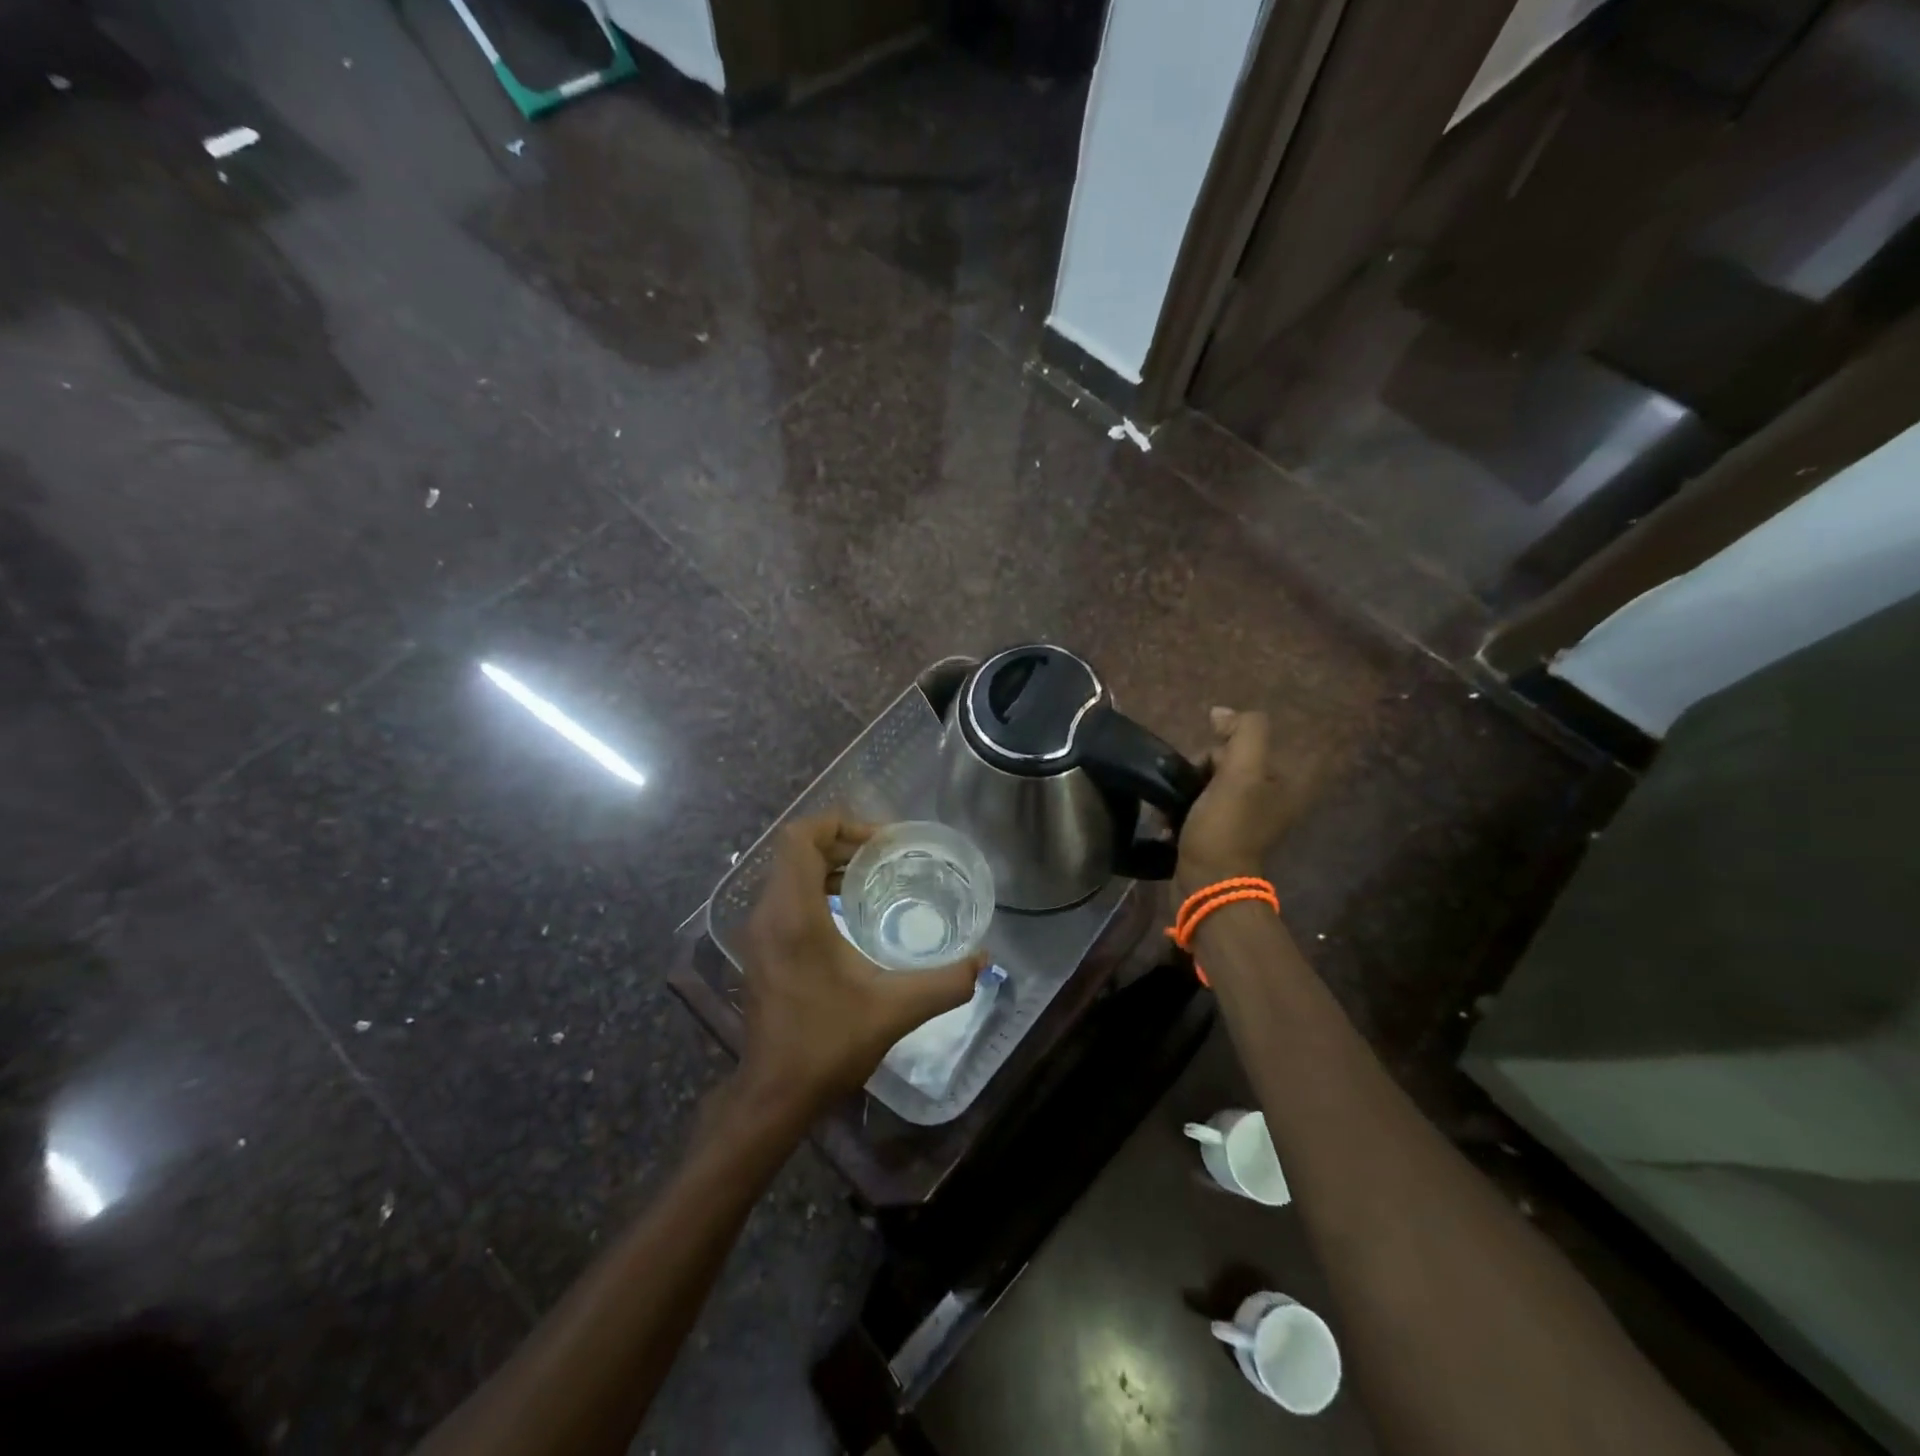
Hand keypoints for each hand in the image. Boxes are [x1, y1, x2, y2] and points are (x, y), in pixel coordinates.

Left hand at [735, 816, 986, 1115]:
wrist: (775, 1095)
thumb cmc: (828, 1044)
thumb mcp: (895, 1009)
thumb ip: (945, 982)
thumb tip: (984, 961)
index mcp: (794, 915)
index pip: (799, 838)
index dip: (838, 824)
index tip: (880, 840)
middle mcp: (768, 915)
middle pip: (795, 851)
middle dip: (840, 842)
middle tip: (885, 855)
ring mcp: (759, 933)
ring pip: (788, 874)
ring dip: (828, 865)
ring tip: (872, 876)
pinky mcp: (761, 950)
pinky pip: (785, 897)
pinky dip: (816, 889)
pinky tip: (850, 912)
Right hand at [1176, 708, 1317, 895]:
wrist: (1207, 883)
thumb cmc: (1226, 827)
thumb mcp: (1241, 773)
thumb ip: (1243, 732)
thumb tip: (1221, 713)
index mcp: (1286, 781)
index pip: (1250, 739)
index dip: (1225, 744)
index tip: (1211, 765)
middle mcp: (1272, 797)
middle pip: (1228, 759)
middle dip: (1202, 767)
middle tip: (1192, 788)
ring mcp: (1247, 817)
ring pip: (1210, 780)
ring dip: (1187, 787)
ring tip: (1175, 804)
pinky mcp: (1223, 832)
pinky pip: (1201, 803)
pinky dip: (1184, 806)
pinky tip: (1172, 818)